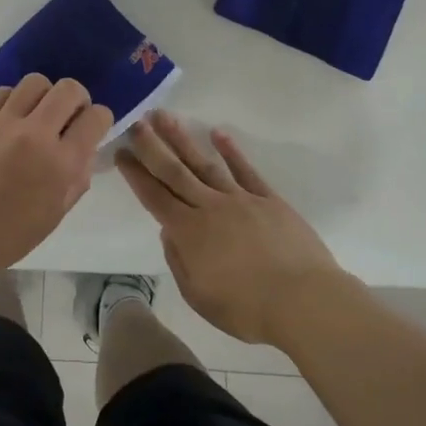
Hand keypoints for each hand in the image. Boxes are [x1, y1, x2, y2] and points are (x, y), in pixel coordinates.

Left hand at [0, 75, 112, 285]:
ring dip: (45, 95)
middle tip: (69, 118)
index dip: (100, 120)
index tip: (92, 129)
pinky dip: (14, 100)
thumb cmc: (9, 236)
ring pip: (35, 82)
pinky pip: (4, 93)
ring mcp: (4, 124)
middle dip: (77, 99)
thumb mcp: (56, 214)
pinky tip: (12, 119)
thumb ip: (76, 178)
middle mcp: (36, 134)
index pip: (96, 117)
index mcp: (61, 162)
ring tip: (38, 115)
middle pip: (69, 89)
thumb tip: (83, 151)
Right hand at [119, 111, 346, 347]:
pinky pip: (245, 170)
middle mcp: (209, 207)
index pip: (154, 197)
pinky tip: (217, 133)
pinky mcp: (268, 199)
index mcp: (189, 232)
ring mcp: (240, 199)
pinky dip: (231, 150)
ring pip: (204, 163)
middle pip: (175, 171)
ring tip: (165, 117)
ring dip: (182, 139)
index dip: (136, 174)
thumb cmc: (248, 309)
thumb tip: (169, 230)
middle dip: (152, 146)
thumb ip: (179, 261)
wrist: (304, 301)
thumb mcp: (199, 297)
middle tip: (136, 121)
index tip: (121, 152)